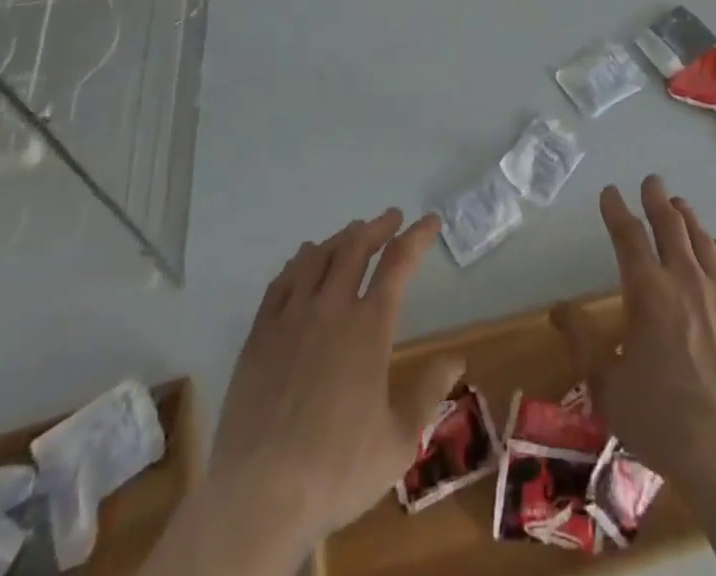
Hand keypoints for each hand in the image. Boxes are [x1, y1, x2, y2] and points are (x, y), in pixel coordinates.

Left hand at [194, 209, 460, 566]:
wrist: (259, 497)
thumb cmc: (337, 469)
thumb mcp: (398, 440)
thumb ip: (428, 392)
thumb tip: (456, 359)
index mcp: (369, 326)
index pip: (399, 263)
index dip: (417, 236)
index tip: (430, 221)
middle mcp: (331, 308)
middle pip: (355, 247)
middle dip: (377, 227)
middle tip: (390, 218)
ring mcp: (291, 318)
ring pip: (316, 257)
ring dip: (339, 239)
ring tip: (351, 233)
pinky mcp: (259, 335)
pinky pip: (280, 282)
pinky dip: (297, 262)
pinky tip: (302, 261)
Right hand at [552, 176, 715, 486]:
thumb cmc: (661, 419)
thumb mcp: (607, 385)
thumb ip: (582, 341)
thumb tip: (558, 309)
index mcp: (647, 291)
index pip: (628, 237)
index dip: (616, 210)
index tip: (609, 192)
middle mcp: (684, 280)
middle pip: (670, 226)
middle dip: (656, 199)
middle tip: (651, 181)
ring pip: (701, 241)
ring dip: (687, 218)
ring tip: (679, 204)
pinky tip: (714, 247)